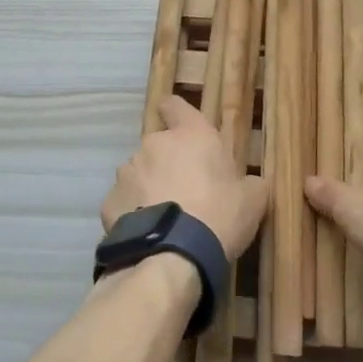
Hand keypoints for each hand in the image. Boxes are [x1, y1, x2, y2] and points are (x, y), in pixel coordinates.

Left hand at [102, 96, 268, 258]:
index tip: (180, 126)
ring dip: (149, 186)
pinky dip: (133, 212)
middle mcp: (154, 144)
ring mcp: (127, 171)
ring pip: (139, 172)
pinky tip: (148, 233)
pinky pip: (125, 201)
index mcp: (190, 135)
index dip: (176, 114)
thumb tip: (249, 184)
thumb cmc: (219, 216)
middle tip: (186, 191)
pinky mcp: (109, 201)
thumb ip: (249, 184)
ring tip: (164, 217)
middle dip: (168, 162)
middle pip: (159, 145)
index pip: (175, 105)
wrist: (173, 256)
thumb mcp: (252, 200)